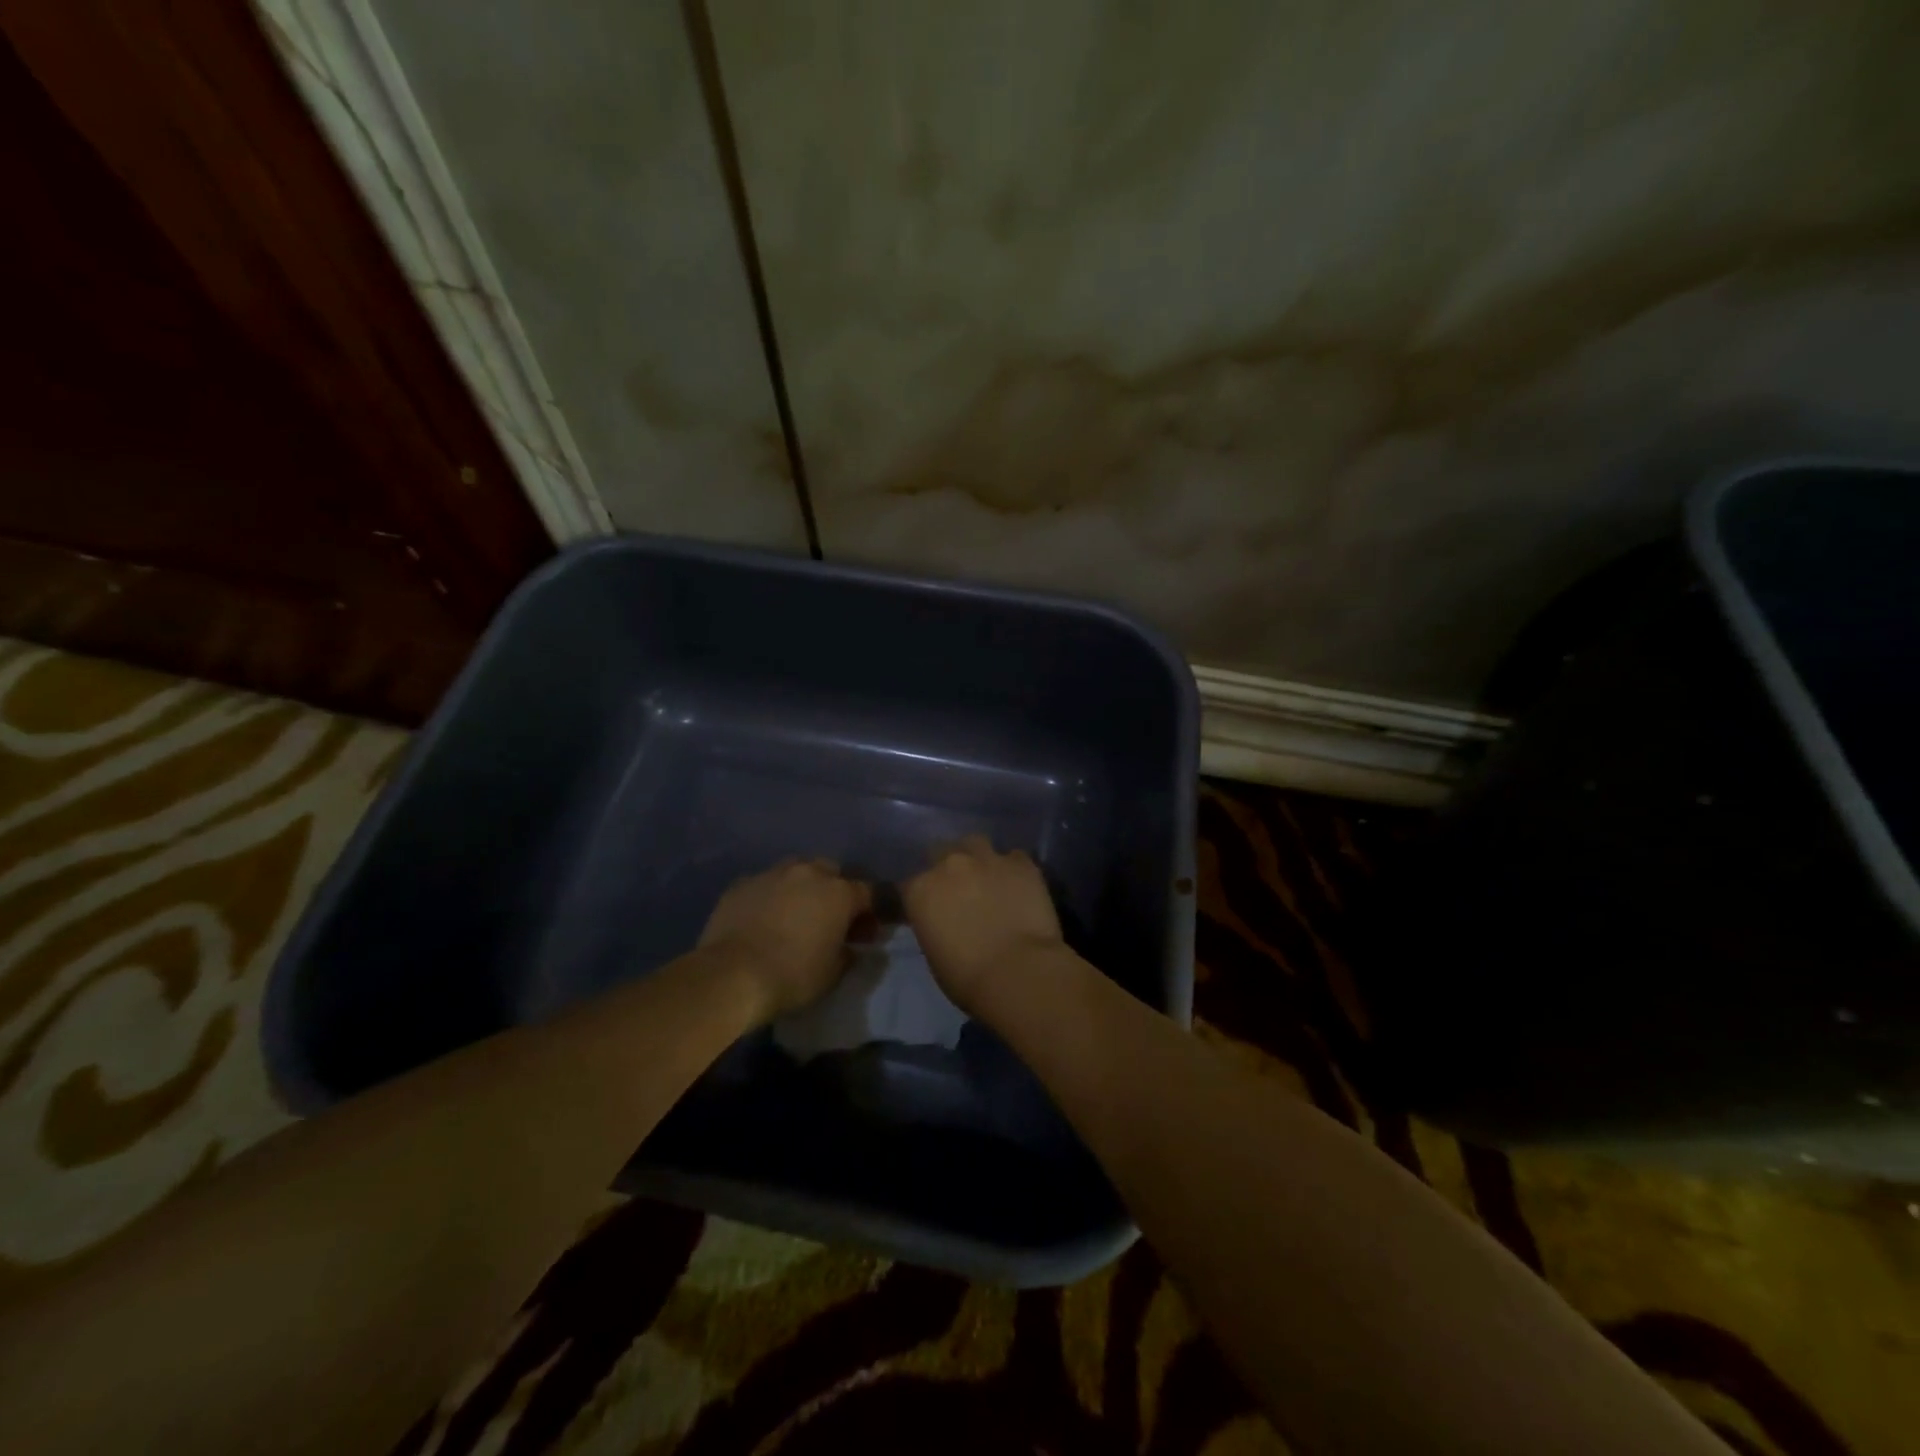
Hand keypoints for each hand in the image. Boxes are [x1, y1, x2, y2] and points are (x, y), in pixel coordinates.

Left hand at [699, 860, 870, 1021]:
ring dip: (802, 889)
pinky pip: (765, 884)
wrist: (732, 974)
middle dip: (834, 892)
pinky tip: (762, 919)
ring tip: (794, 915)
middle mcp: (808, 873)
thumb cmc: (792, 975)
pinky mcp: (742, 883)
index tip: (864, 934)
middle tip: (829, 919)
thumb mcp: (833, 973)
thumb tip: (849, 947)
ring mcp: (772, 874)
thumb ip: (847, 953)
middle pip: (831, 872)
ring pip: (796, 872)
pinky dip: (770, 897)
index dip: (869, 913)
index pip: (867, 893)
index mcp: (839, 893)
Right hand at [902, 835, 1067, 1016]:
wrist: (1019, 972)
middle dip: (947, 867)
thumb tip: (944, 920)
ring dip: (977, 858)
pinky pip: (1014, 857)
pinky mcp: (1022, 863)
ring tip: (988, 878)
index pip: (910, 884)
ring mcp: (987, 859)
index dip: (921, 895)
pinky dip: (1012, 869)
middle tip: (960, 890)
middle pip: (940, 852)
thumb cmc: (967, 977)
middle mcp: (950, 864)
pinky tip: (1019, 886)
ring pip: (976, 843)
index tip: (929, 908)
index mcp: (921, 889)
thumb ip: (934, 924)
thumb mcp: (934, 954)